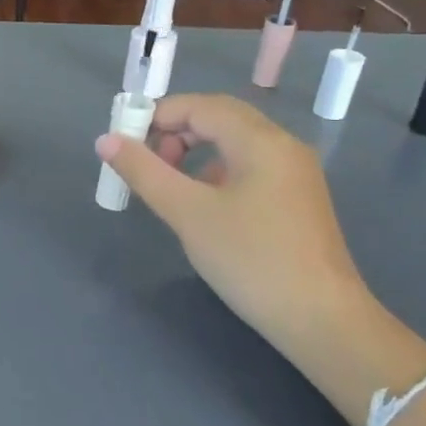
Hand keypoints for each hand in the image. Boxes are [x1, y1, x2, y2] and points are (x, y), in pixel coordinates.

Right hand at [97, 95, 377, 354]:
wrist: (320, 320)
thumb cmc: (250, 259)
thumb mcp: (187, 213)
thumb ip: (144, 172)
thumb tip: (105, 140)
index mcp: (260, 140)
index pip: (199, 106)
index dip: (156, 117)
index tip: (124, 146)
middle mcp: (282, 145)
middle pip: (218, 118)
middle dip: (173, 132)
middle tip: (145, 165)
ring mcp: (293, 172)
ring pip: (233, 142)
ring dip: (193, 151)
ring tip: (168, 185)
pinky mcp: (295, 198)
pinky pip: (247, 165)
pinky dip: (215, 170)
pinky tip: (201, 204)